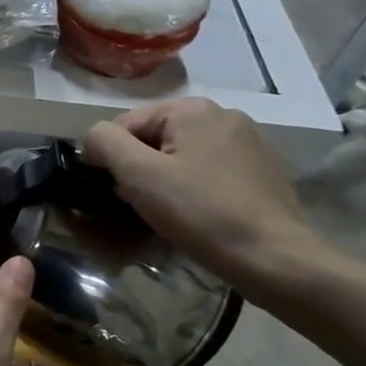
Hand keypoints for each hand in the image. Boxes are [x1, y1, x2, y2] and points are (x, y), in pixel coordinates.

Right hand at [81, 98, 324, 299]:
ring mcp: (247, 140)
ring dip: (164, 178)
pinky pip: (208, 169)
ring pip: (181, 154)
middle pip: (154, 138)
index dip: (110, 159)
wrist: (272, 257)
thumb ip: (105, 143)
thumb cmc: (200, 213)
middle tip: (140, 205)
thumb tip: (92, 139)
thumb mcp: (138, 175)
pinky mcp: (261, 168)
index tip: (117, 193)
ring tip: (168, 212)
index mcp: (192, 109)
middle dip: (139, 169)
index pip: (124, 125)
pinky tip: (198, 213)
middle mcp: (222, 113)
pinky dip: (193, 186)